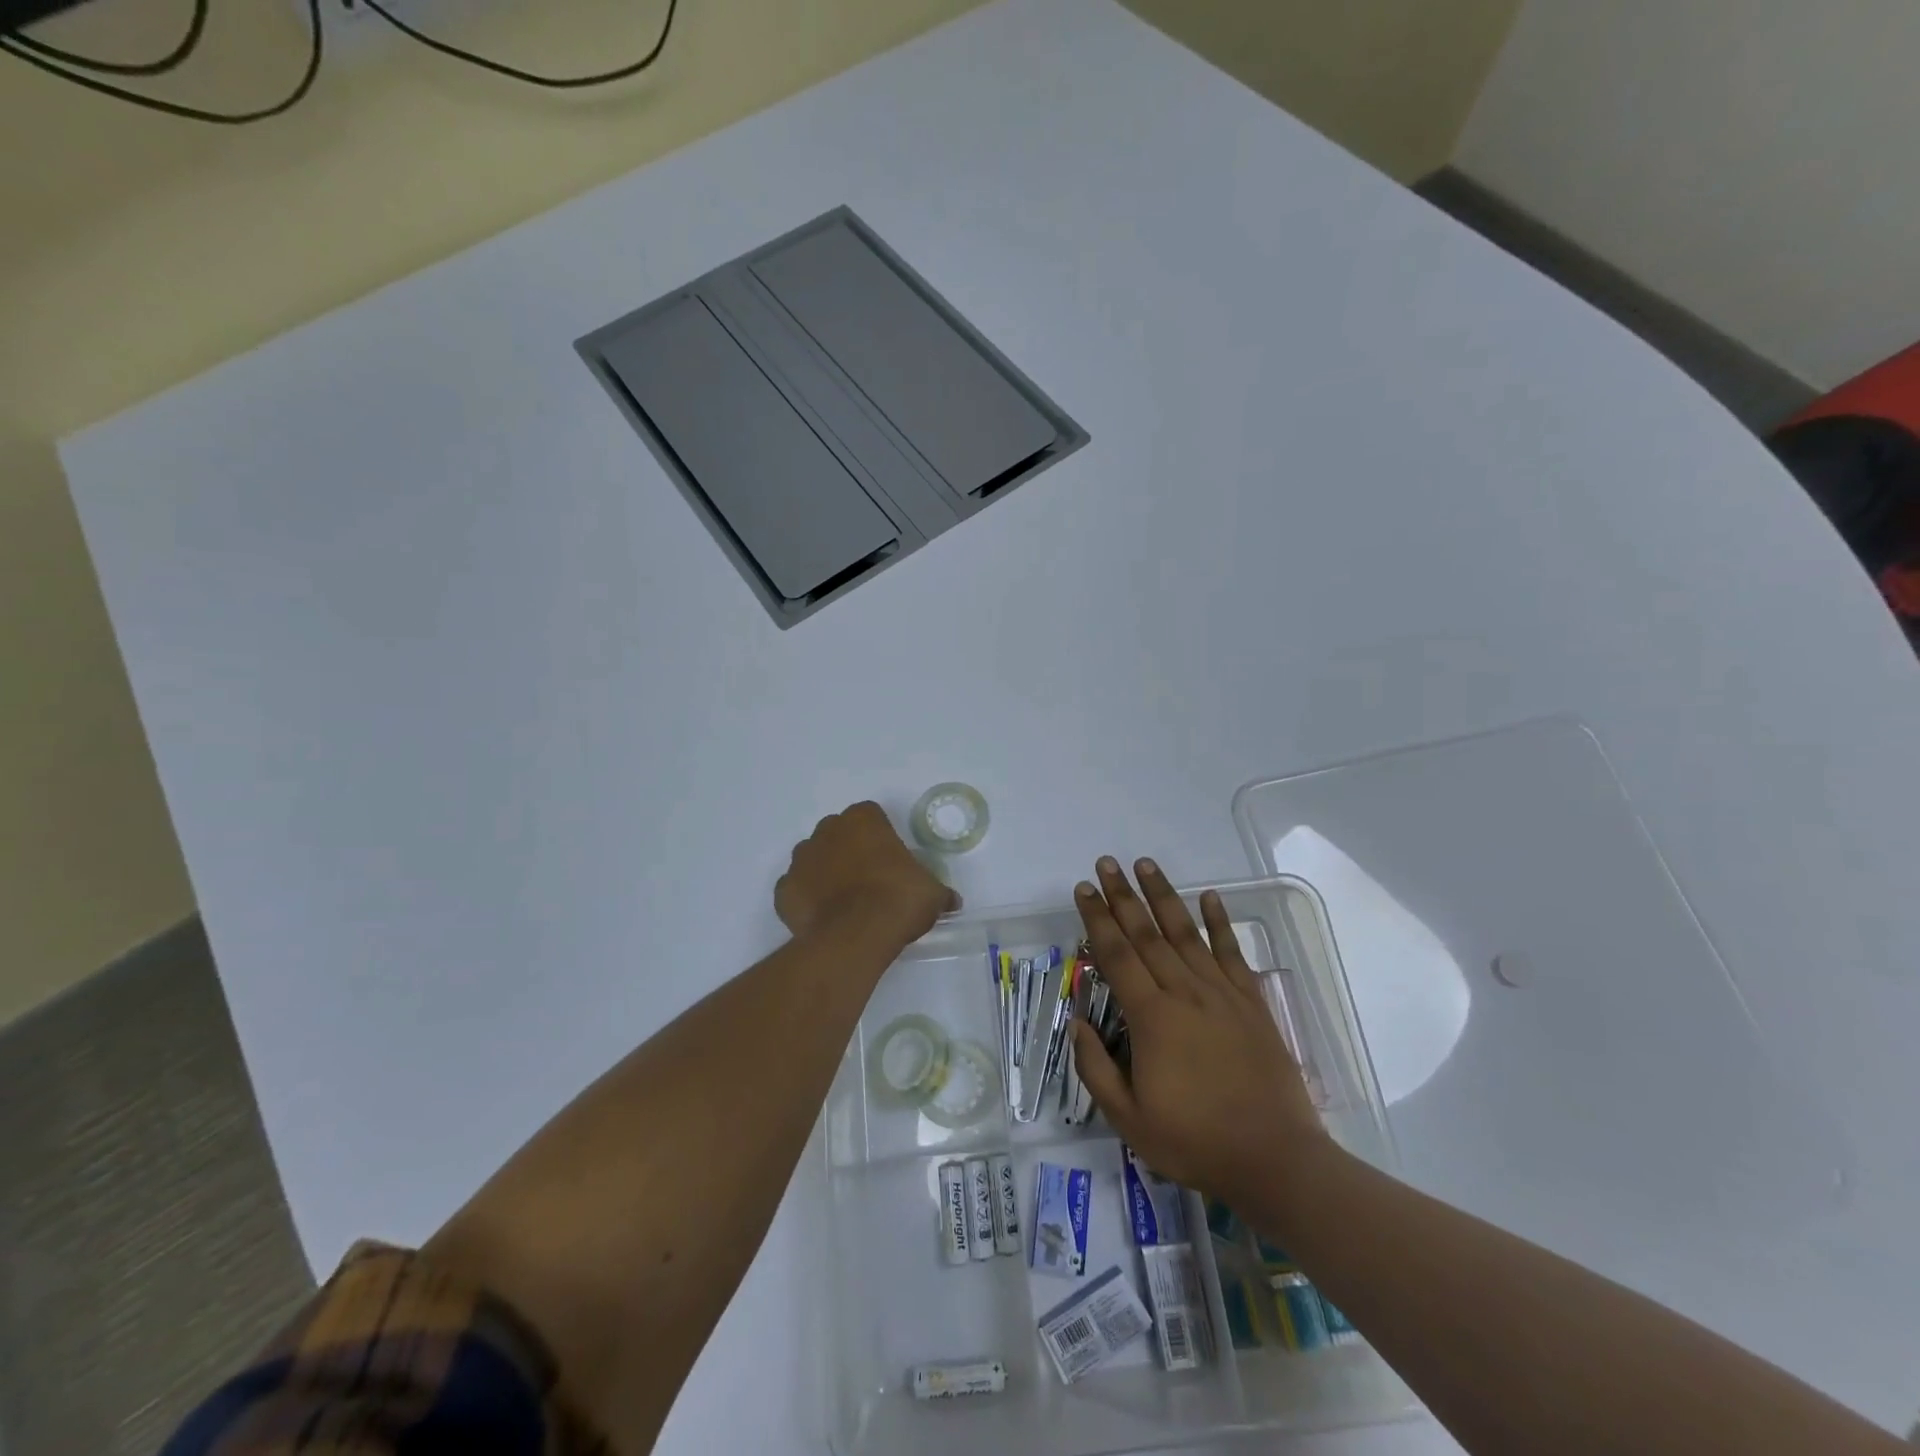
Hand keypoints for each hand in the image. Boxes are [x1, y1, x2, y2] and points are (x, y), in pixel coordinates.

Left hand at [775, 802, 958, 947]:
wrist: (855, 936)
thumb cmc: (897, 900)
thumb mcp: (932, 894)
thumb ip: (939, 892)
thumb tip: (951, 901)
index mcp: (863, 820)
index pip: (870, 816)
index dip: (880, 837)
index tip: (890, 860)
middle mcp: (827, 830)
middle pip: (838, 833)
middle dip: (849, 850)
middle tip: (869, 880)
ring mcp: (801, 860)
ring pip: (813, 858)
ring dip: (825, 872)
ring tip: (845, 902)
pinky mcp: (784, 891)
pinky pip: (796, 889)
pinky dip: (807, 900)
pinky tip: (824, 918)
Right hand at [1070, 857, 1329, 1212]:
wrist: (1275, 1159)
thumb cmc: (1195, 1142)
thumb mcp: (1129, 1119)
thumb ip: (1095, 1068)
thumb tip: (1076, 1022)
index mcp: (1152, 1018)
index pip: (1116, 955)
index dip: (1097, 919)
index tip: (1084, 889)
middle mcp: (1184, 993)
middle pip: (1147, 934)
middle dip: (1123, 896)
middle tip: (1107, 862)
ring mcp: (1222, 994)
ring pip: (1186, 933)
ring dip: (1163, 896)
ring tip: (1146, 864)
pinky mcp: (1251, 1003)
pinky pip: (1232, 953)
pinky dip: (1220, 922)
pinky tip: (1209, 897)